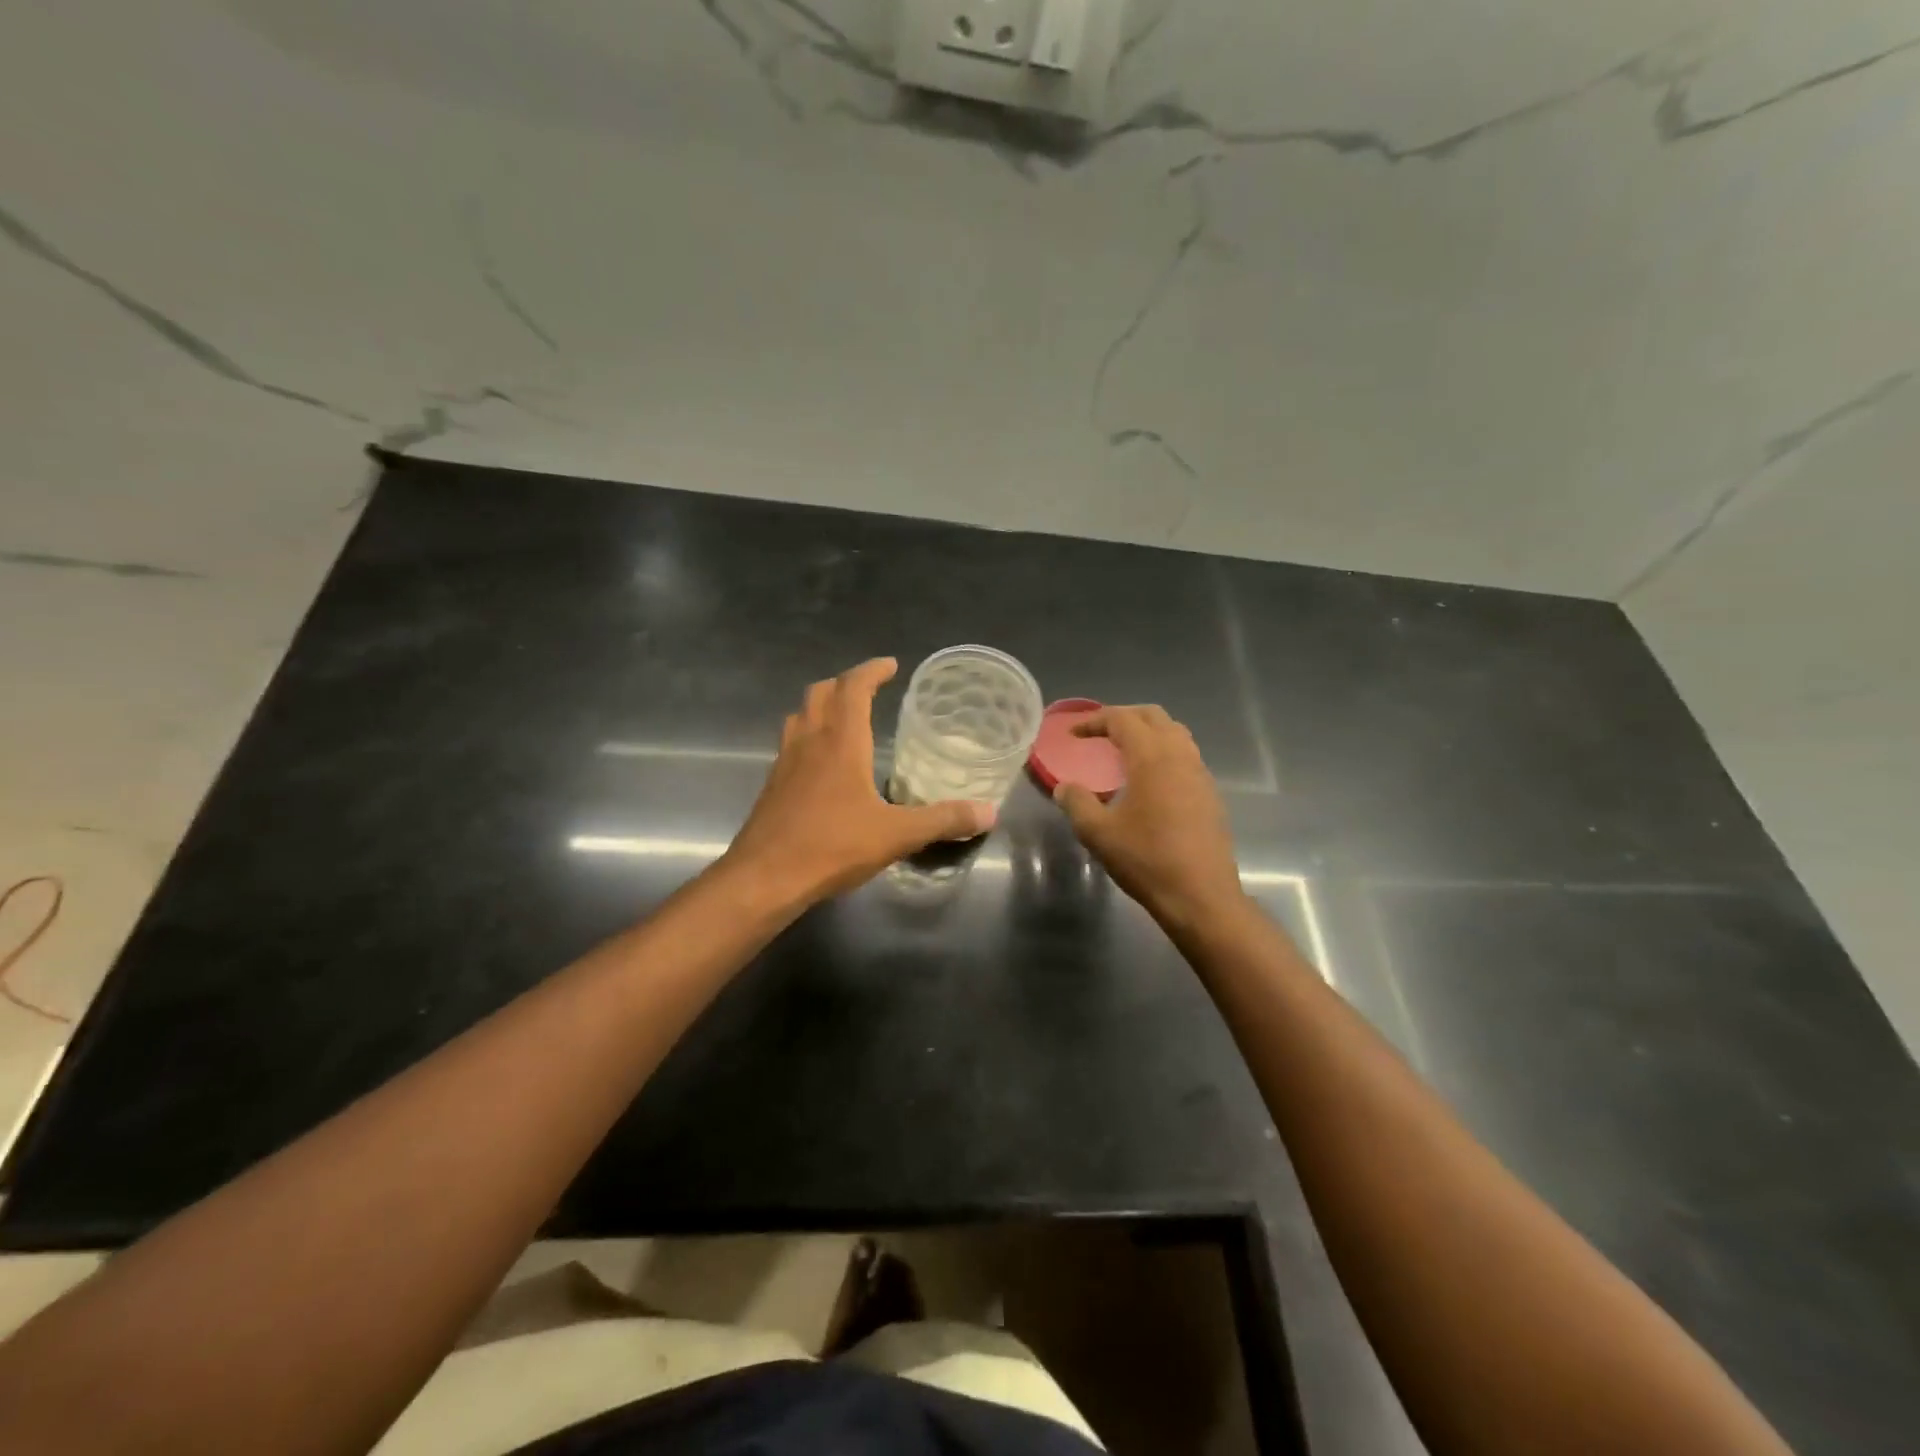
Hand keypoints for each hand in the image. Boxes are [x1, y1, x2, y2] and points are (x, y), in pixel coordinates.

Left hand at [722, 658, 995, 907]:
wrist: (765, 877)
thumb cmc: (832, 846)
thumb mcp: (897, 834)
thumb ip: (943, 820)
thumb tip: (989, 813)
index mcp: (840, 741)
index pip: (853, 687)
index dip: (872, 671)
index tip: (891, 665)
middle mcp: (810, 741)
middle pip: (821, 692)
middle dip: (845, 683)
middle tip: (869, 688)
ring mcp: (785, 762)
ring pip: (800, 715)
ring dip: (822, 705)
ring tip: (844, 716)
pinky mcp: (773, 785)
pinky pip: (790, 743)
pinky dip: (808, 734)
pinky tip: (821, 762)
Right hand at [1053, 705, 1243, 929]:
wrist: (1201, 896)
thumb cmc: (1146, 860)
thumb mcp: (1098, 833)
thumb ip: (1077, 803)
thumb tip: (1064, 787)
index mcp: (1152, 758)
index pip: (1122, 719)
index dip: (1094, 721)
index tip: (1073, 735)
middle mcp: (1180, 756)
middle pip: (1153, 716)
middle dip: (1123, 717)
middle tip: (1099, 733)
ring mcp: (1200, 774)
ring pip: (1175, 733)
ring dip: (1148, 732)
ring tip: (1124, 751)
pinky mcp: (1210, 794)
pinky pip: (1186, 756)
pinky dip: (1164, 753)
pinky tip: (1150, 781)